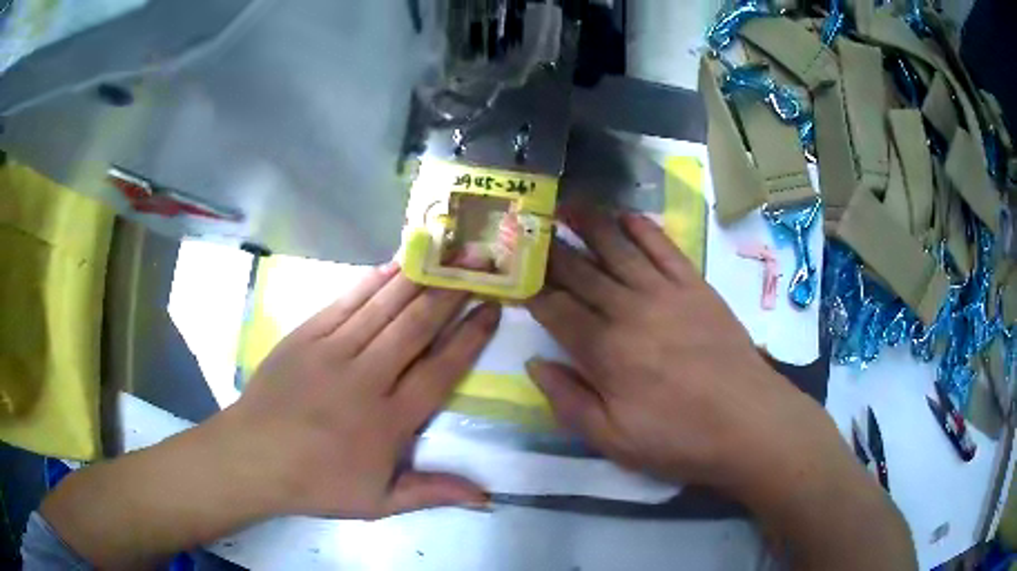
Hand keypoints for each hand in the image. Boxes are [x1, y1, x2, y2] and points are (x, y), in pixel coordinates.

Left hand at [228, 264, 500, 518]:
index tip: (492, 308)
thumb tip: (487, 497)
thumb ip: (433, 492)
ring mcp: (333, 352)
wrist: (253, 457)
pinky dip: (374, 280)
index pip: (440, 369)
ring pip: (384, 307)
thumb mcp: (379, 502)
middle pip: (416, 327)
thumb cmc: (317, 482)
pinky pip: (347, 301)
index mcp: (389, 421)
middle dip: (452, 292)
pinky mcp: (307, 336)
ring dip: (420, 277)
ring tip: (447, 251)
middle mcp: (366, 378)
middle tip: (479, 263)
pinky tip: (396, 263)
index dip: (470, 337)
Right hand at [525, 207, 915, 569]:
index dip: (530, 289)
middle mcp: (629, 310)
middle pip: (580, 271)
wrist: (749, 424)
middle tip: (528, 225)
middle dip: (550, 249)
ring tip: (566, 203)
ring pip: (618, 248)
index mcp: (604, 351)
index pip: (554, 309)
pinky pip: (664, 247)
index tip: (513, 271)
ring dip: (590, 223)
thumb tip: (535, 363)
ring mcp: (666, 293)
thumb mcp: (612, 440)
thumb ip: (568, 401)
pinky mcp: (696, 287)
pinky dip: (643, 228)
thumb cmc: (679, 439)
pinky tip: (626, 215)